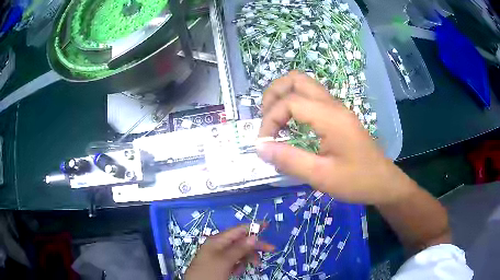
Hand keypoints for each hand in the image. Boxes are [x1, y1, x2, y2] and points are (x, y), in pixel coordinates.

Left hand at [185, 225, 274, 279]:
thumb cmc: (209, 272)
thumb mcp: (225, 260)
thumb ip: (239, 248)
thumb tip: (254, 236)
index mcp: (217, 241)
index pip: (237, 230)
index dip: (252, 227)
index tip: (267, 226)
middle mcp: (218, 246)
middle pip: (240, 242)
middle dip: (254, 246)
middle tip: (271, 250)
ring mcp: (218, 256)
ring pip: (238, 253)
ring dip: (246, 259)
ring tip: (246, 268)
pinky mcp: (220, 265)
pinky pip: (234, 262)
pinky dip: (239, 265)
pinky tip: (237, 272)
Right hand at [257, 71, 414, 204]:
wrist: (383, 182)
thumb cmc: (356, 181)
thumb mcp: (321, 176)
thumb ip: (289, 160)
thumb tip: (260, 147)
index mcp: (330, 117)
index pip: (290, 102)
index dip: (270, 119)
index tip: (264, 143)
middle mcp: (333, 105)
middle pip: (296, 79)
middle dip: (274, 94)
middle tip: (265, 118)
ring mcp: (337, 108)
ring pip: (304, 84)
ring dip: (284, 96)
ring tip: (274, 120)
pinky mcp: (338, 115)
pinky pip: (312, 97)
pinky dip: (295, 103)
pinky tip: (291, 123)